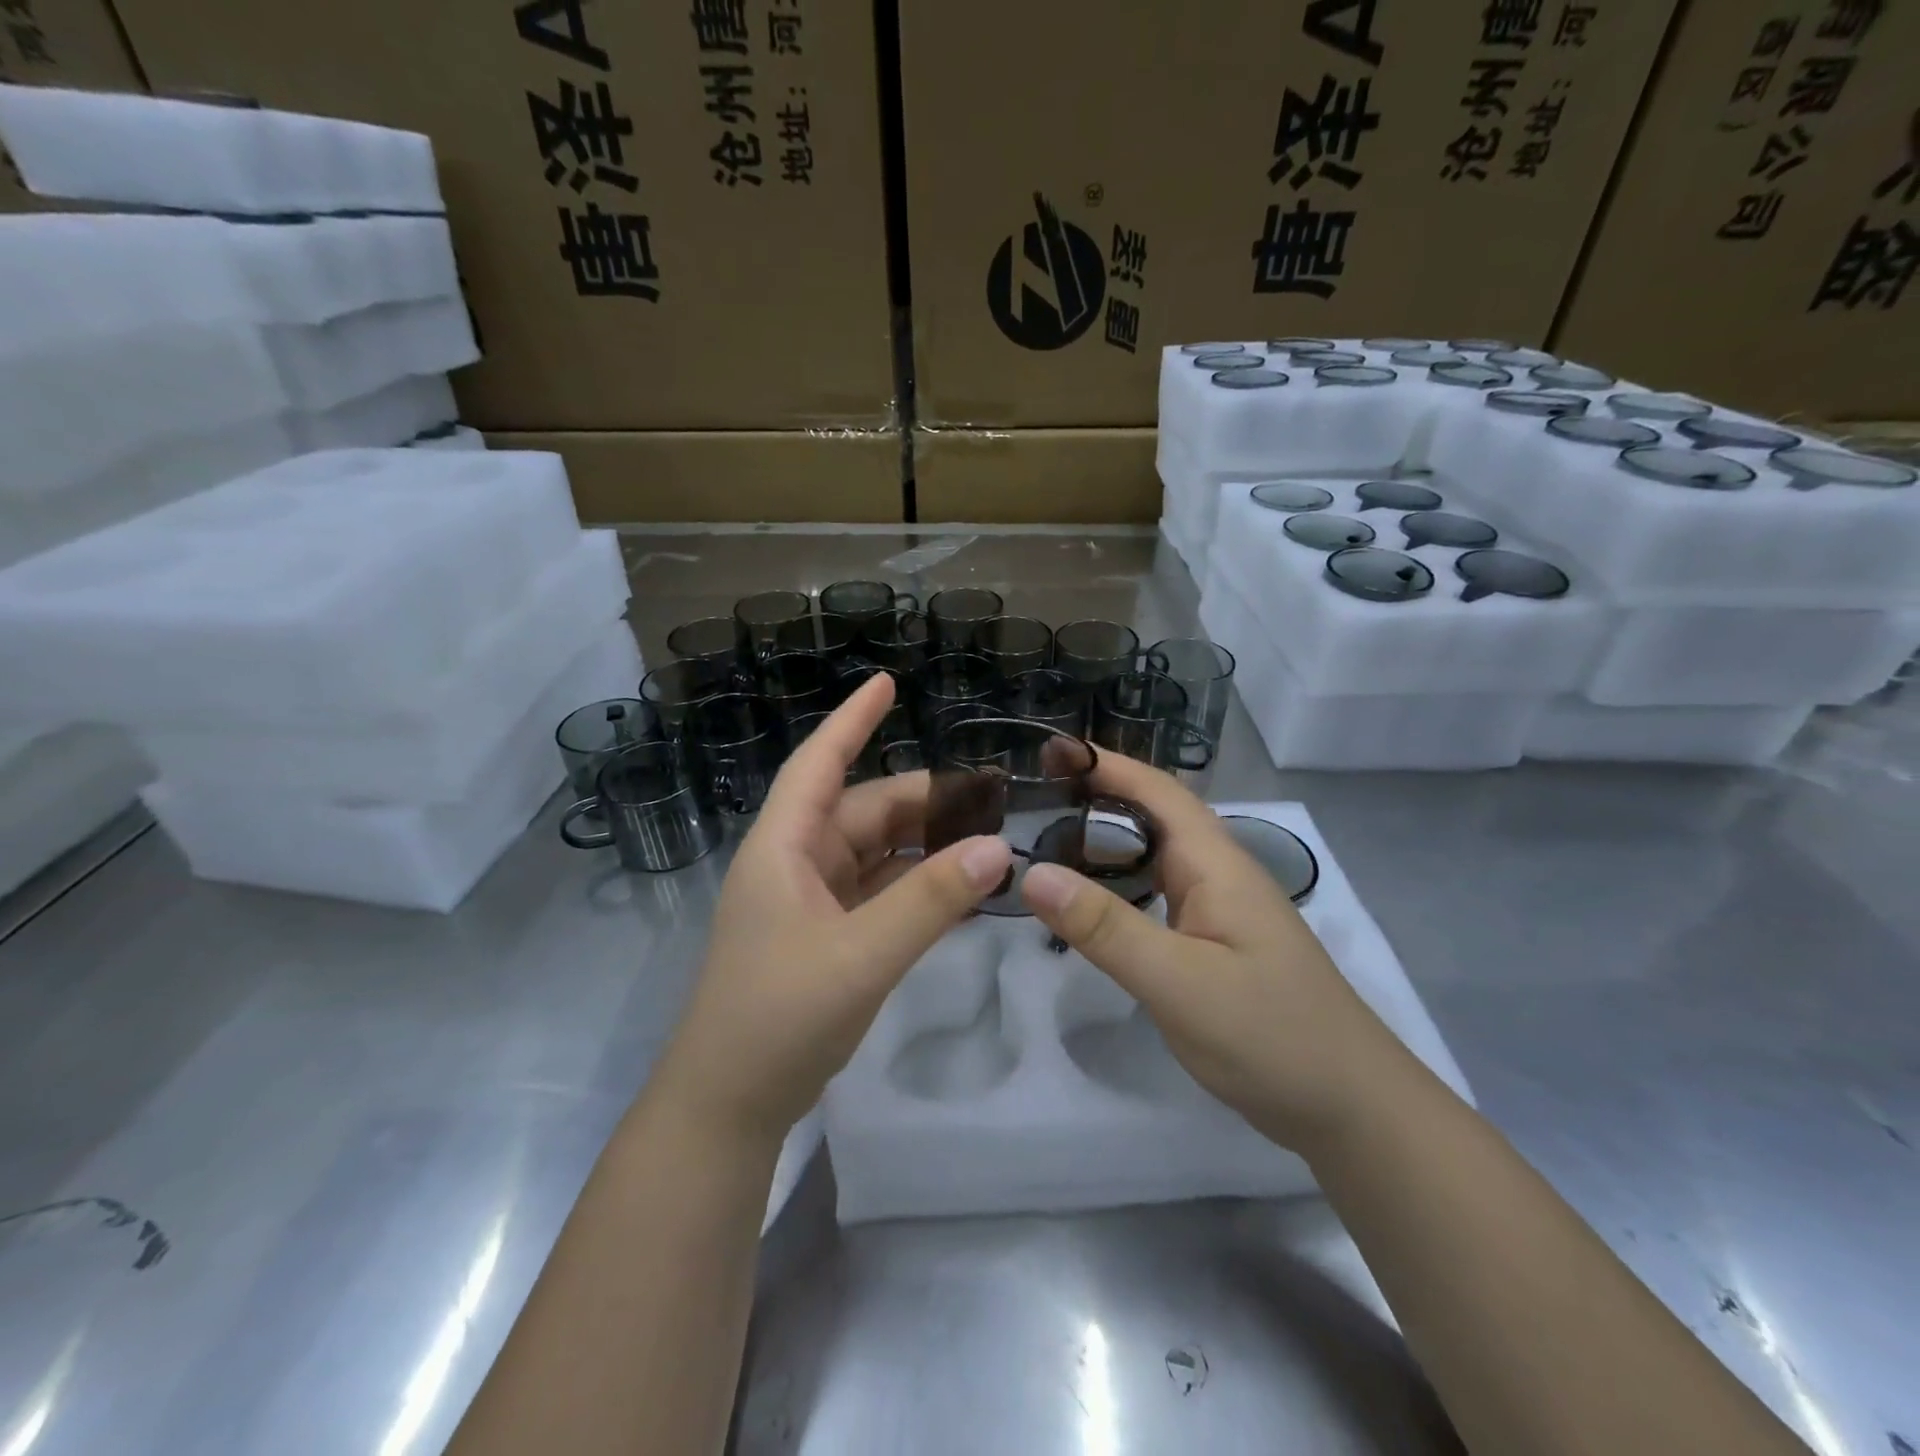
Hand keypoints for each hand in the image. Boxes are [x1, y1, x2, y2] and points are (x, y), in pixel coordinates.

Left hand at [649, 673, 1011, 1144]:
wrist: (729, 1106)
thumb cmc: (778, 1018)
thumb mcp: (860, 955)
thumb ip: (930, 901)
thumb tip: (998, 849)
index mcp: (784, 848)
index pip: (821, 763)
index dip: (852, 721)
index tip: (888, 683)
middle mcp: (796, 863)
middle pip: (864, 810)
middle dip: (923, 801)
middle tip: (992, 800)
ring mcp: (811, 902)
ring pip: (876, 853)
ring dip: (925, 845)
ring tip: (987, 838)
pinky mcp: (827, 936)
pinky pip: (879, 892)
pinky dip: (916, 886)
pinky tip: (959, 888)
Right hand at [1020, 752, 1410, 1153]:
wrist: (1351, 1107)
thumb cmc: (1271, 1035)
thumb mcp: (1179, 981)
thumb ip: (1105, 927)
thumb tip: (1032, 874)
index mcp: (1216, 864)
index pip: (1156, 791)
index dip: (1105, 764)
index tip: (1050, 751)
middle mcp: (1218, 874)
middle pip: (1152, 817)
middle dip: (1096, 797)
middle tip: (1032, 797)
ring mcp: (1218, 910)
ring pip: (1153, 857)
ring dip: (1104, 842)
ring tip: (1045, 840)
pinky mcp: (1213, 943)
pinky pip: (1156, 895)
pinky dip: (1117, 885)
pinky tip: (1088, 904)